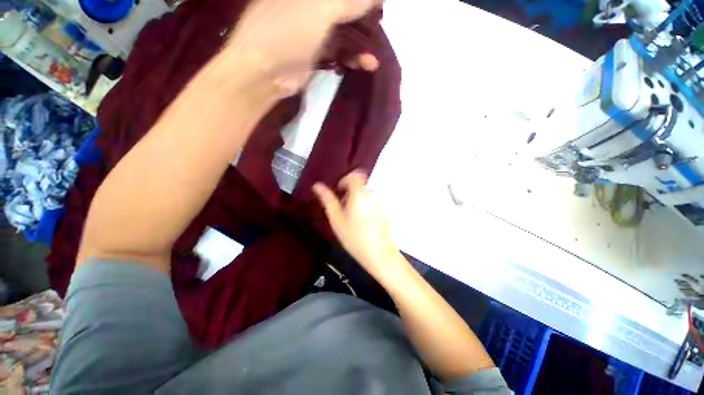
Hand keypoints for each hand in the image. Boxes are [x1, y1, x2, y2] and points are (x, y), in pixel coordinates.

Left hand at [226, 0, 380, 96]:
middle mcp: (309, 4)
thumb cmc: (286, 32)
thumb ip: (347, 1)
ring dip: (361, 42)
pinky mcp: (315, 52)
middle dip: (363, 16)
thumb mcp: (319, 9)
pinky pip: (339, 50)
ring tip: (375, 54)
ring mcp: (312, 28)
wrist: (264, 74)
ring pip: (344, 29)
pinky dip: (353, 57)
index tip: (379, 4)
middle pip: (343, 6)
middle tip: (379, 25)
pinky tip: (367, 63)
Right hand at [313, 171, 400, 278]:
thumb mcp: (337, 220)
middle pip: (360, 185)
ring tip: (353, 218)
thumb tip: (317, 186)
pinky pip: (373, 201)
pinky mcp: (386, 209)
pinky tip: (363, 222)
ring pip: (366, 194)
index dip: (345, 180)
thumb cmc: (355, 238)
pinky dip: (366, 205)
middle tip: (343, 210)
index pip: (355, 175)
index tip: (339, 191)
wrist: (379, 253)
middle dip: (350, 193)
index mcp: (359, 194)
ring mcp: (381, 201)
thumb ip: (328, 200)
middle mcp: (372, 194)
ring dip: (358, 200)